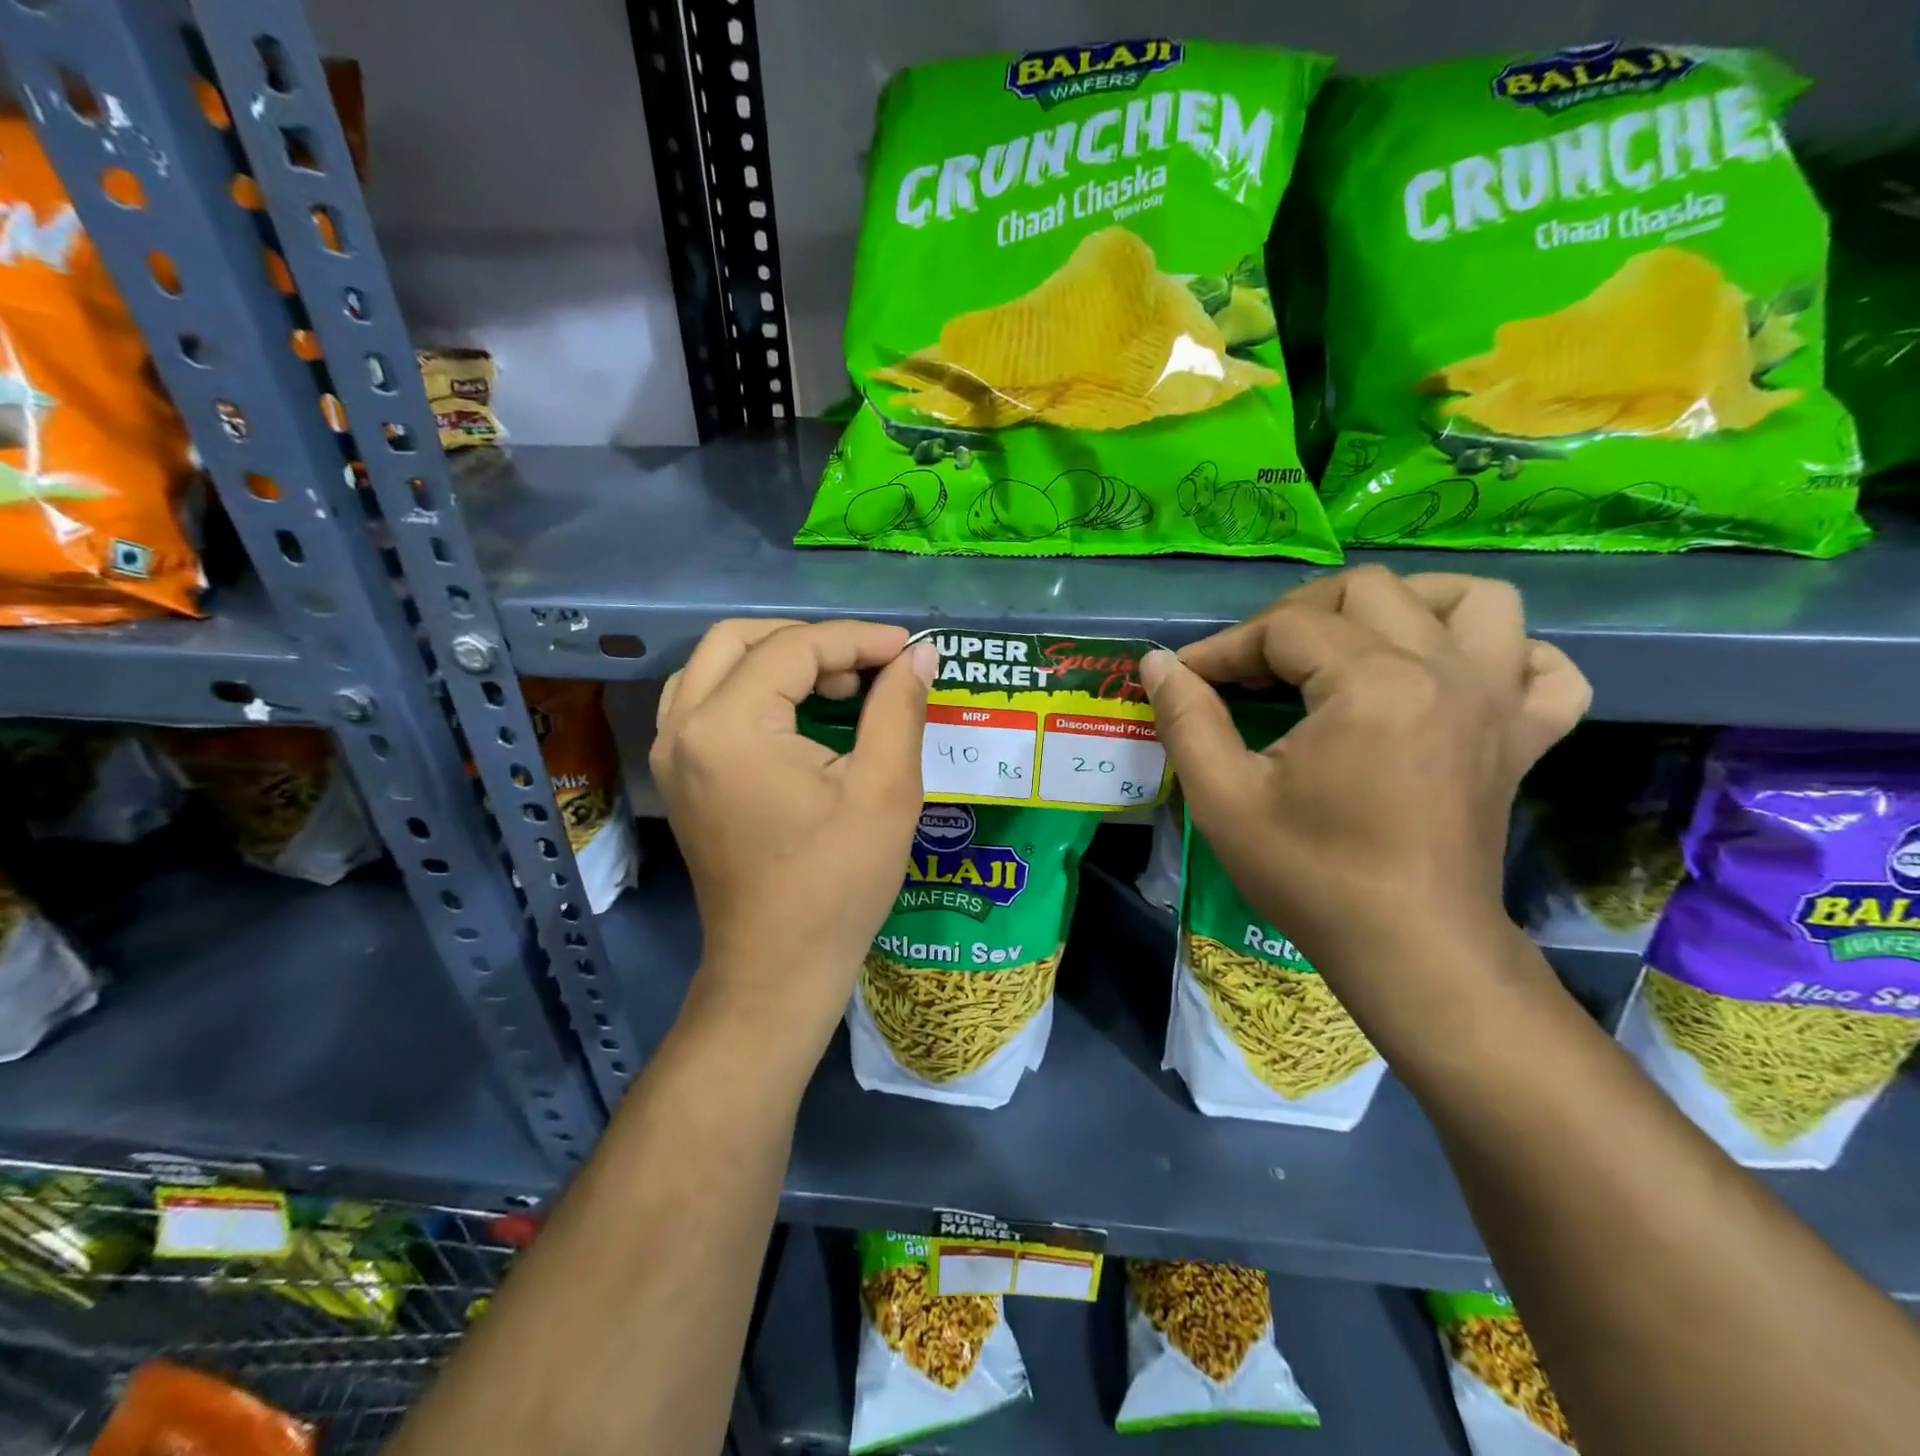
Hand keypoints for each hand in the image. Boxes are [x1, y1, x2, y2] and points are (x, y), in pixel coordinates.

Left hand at [651, 619, 935, 1059]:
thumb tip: (918, 655)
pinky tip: (799, 714)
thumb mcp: (885, 790)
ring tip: (838, 685)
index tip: (907, 648)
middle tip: (868, 664)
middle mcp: (682, 727)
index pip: (793, 649)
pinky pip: (707, 702)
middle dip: (810, 640)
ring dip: (777, 660)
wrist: (779, 966)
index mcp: (728, 726)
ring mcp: (671, 753)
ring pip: (716, 667)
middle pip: (739, 640)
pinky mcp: (679, 776)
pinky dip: (753, 689)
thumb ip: (899, 708)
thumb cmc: (838, 882)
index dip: (857, 639)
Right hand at [1141, 567, 1589, 977]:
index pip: (1284, 627)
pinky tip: (1456, 676)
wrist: (1407, 949)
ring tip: (1358, 641)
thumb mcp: (1224, 799)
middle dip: (1294, 616)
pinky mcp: (1524, 737)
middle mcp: (1446, 671)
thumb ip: (1186, 719)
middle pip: (1367, 591)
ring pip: (1474, 600)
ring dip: (1408, 605)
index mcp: (1373, 684)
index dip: (1225, 648)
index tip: (1188, 677)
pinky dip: (1506, 655)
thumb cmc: (1309, 874)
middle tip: (1254, 666)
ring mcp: (1499, 701)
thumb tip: (1158, 663)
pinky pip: (1543, 667)